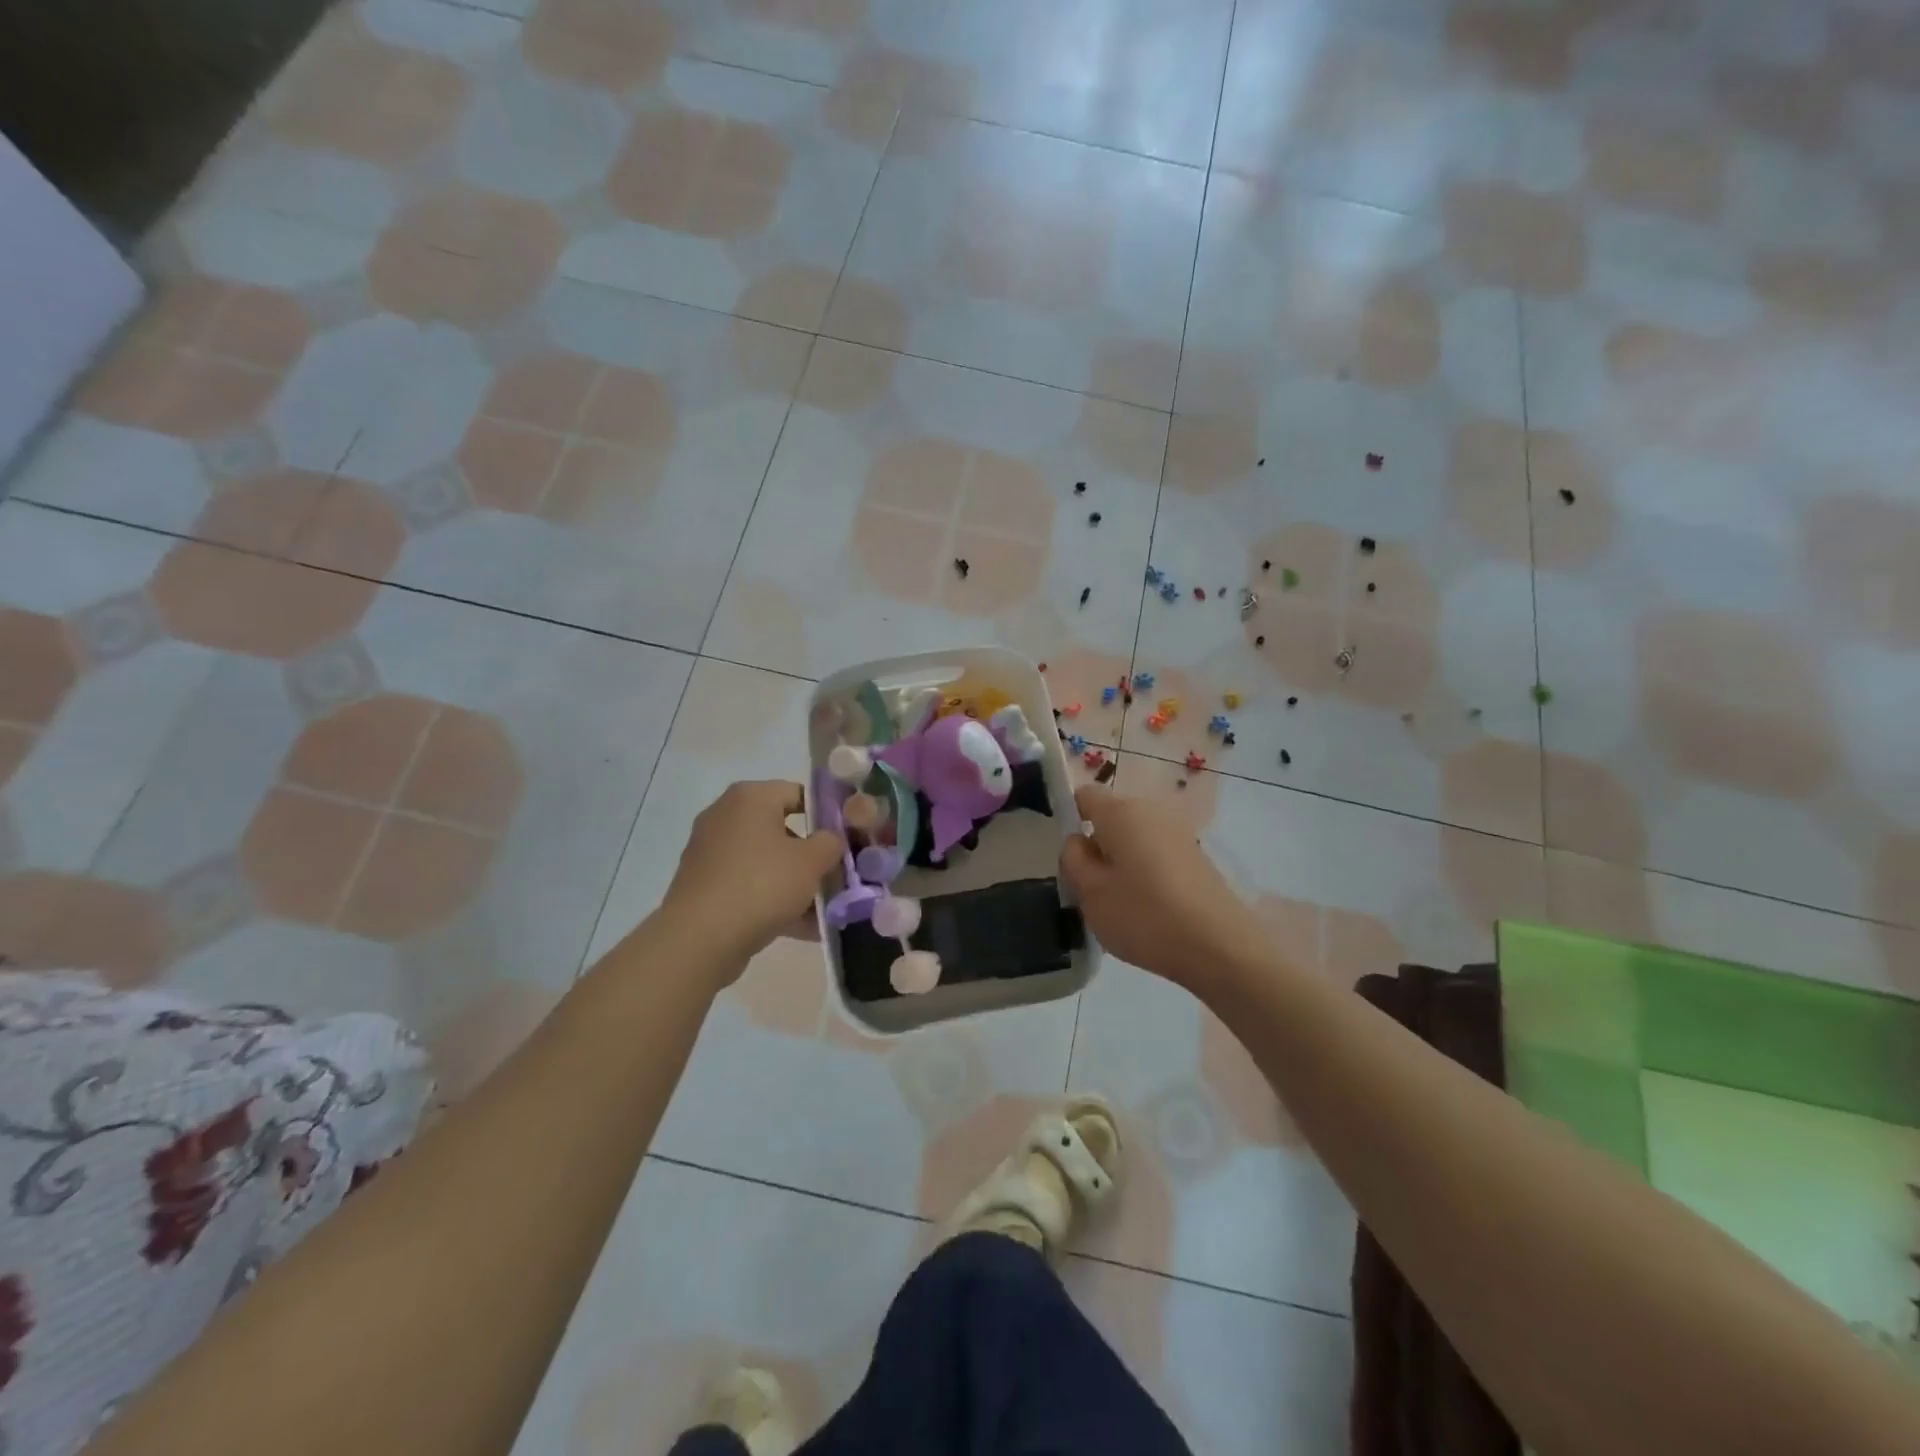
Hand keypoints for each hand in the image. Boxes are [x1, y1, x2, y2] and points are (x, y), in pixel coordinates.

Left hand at [657, 780, 842, 981]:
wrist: (699, 939)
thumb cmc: (762, 884)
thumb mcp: (812, 861)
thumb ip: (831, 842)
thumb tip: (830, 840)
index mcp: (750, 797)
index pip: (798, 793)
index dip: (827, 815)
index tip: (846, 841)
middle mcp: (726, 816)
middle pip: (782, 830)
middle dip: (811, 855)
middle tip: (836, 877)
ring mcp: (710, 851)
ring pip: (766, 861)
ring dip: (795, 882)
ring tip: (823, 910)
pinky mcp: (703, 885)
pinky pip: (748, 885)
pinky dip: (772, 900)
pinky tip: (800, 927)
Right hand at [1059, 786, 1266, 991]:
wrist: (1220, 946)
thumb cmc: (1145, 916)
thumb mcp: (1090, 893)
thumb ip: (1073, 860)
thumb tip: (1079, 841)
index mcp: (1121, 812)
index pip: (1084, 796)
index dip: (1070, 819)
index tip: (1069, 857)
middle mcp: (1151, 811)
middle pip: (1111, 819)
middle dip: (1097, 846)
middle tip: (1090, 889)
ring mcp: (1178, 833)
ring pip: (1134, 839)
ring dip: (1121, 863)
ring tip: (1120, 904)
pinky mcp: (1196, 857)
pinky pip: (1156, 855)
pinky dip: (1145, 874)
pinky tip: (1149, 910)